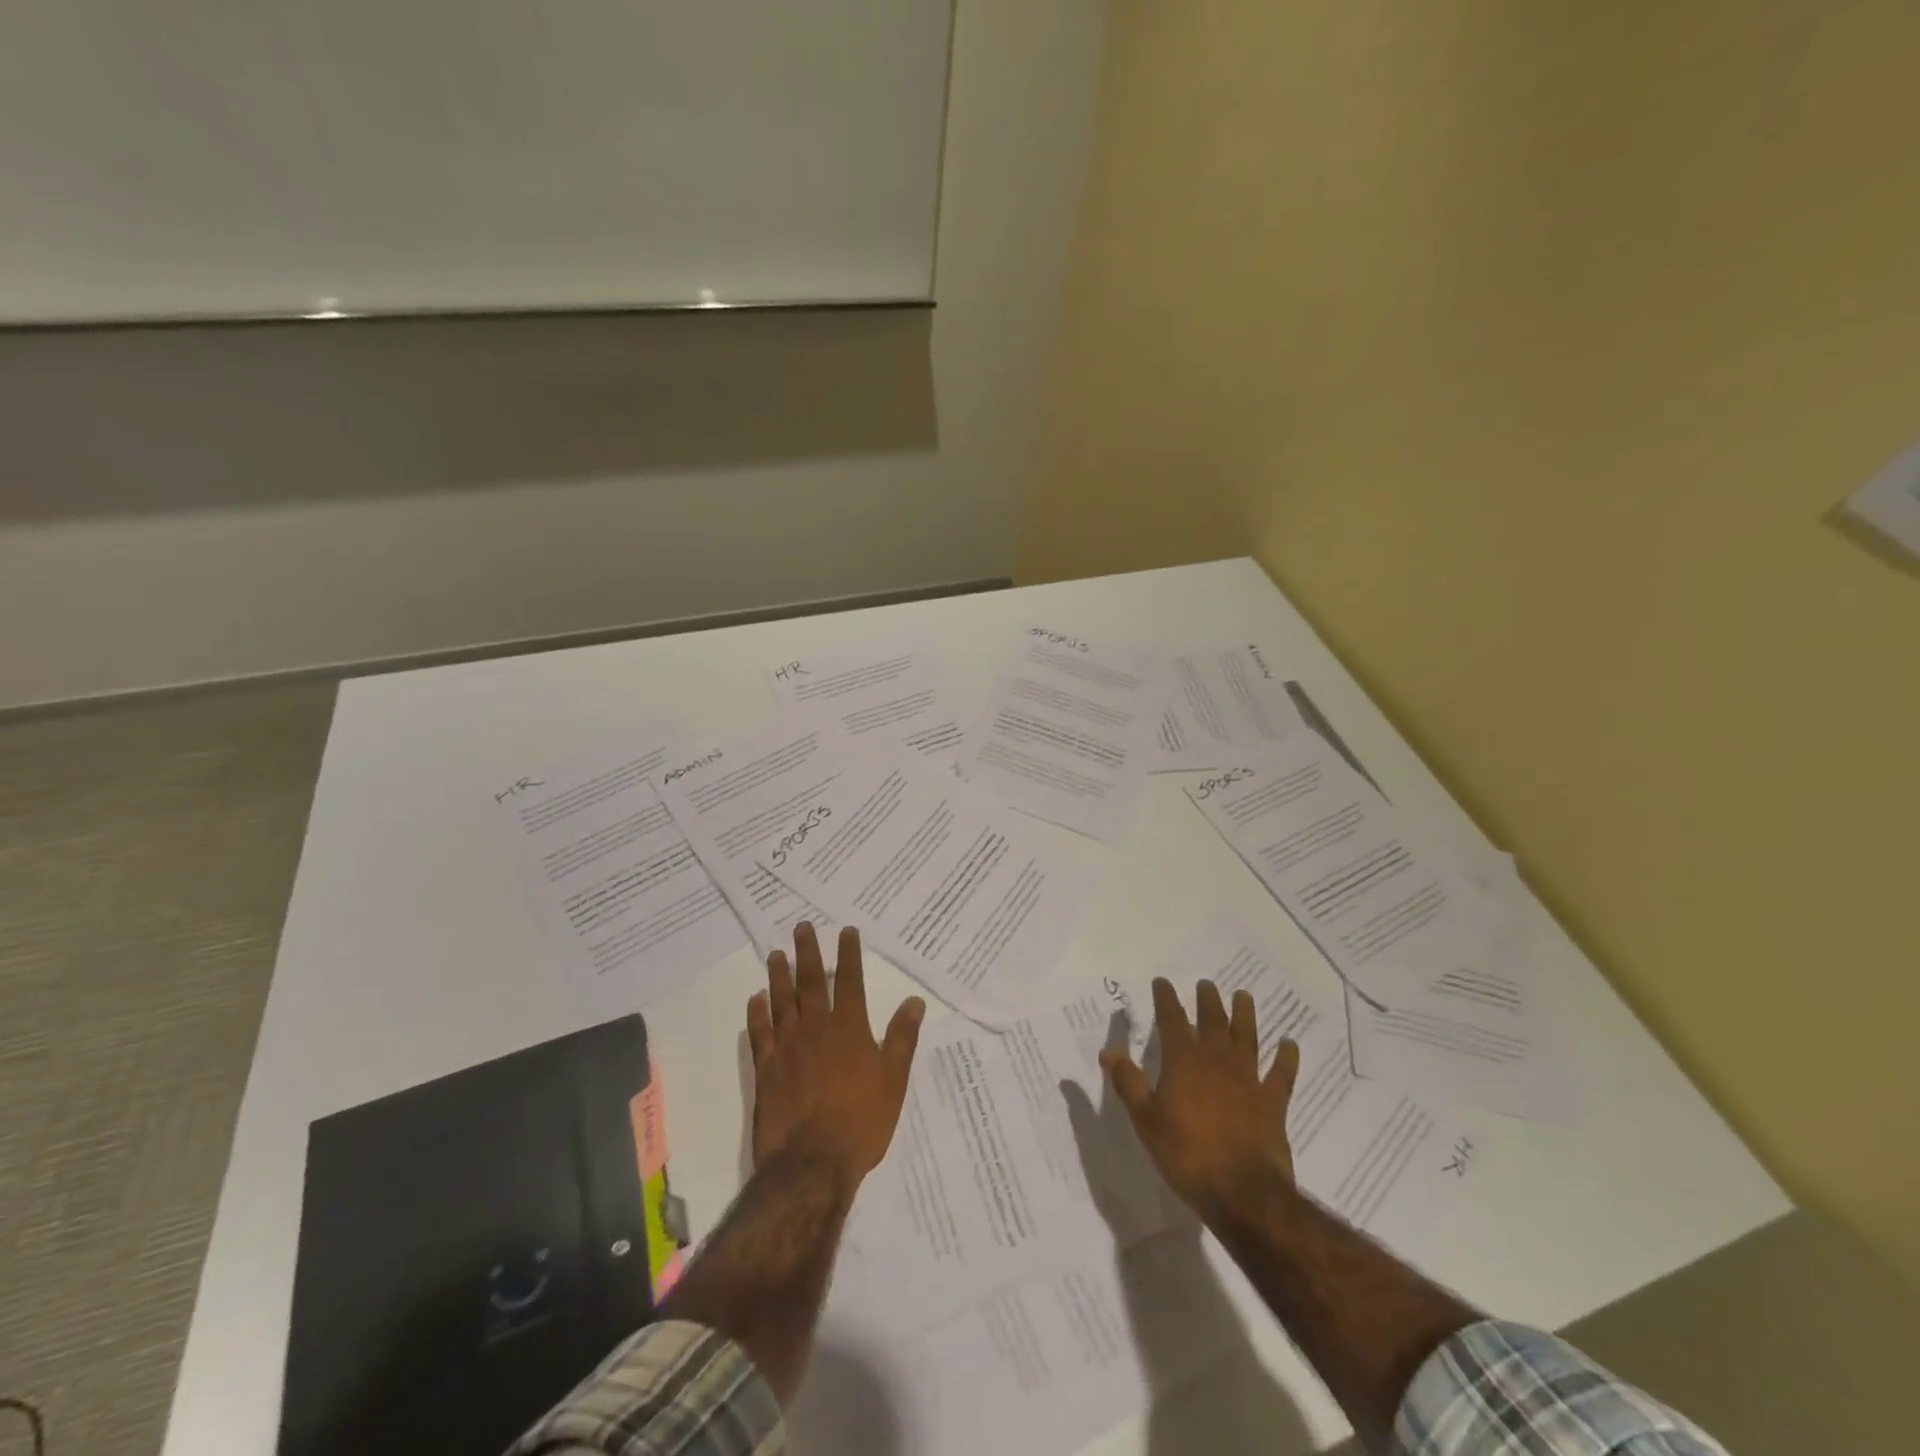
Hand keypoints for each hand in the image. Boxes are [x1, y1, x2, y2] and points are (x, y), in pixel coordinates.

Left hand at [746, 923, 925, 1186]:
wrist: (811, 1165)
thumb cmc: (861, 1123)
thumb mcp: (894, 1081)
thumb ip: (902, 1038)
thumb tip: (914, 1001)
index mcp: (849, 1028)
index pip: (849, 980)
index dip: (848, 953)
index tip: (846, 930)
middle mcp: (816, 1028)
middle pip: (810, 982)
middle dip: (807, 952)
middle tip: (801, 927)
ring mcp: (787, 1047)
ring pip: (781, 1001)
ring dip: (779, 975)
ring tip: (776, 953)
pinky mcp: (766, 1070)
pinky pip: (760, 1033)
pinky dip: (757, 1013)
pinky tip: (756, 998)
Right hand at [1100, 977, 1300, 1218]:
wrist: (1242, 1192)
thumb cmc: (1187, 1154)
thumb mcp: (1146, 1121)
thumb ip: (1128, 1083)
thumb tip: (1109, 1051)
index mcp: (1183, 1062)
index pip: (1172, 1020)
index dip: (1166, 999)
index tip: (1162, 982)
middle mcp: (1217, 1060)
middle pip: (1212, 1021)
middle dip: (1207, 1000)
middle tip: (1206, 984)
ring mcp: (1249, 1079)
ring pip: (1247, 1037)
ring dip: (1245, 1015)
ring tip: (1244, 996)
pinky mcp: (1273, 1102)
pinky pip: (1282, 1074)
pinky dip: (1287, 1057)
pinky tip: (1289, 1044)